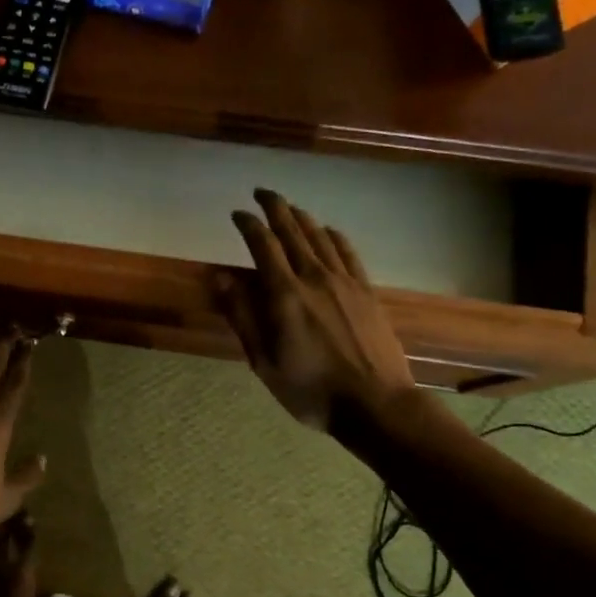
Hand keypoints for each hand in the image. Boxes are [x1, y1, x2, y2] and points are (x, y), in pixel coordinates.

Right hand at [215, 189, 415, 429]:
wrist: (375, 403)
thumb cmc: (310, 389)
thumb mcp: (263, 361)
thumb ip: (242, 316)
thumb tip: (221, 278)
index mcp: (284, 295)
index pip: (262, 245)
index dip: (248, 224)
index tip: (236, 214)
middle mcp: (314, 277)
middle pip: (292, 230)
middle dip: (275, 207)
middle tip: (261, 193)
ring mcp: (344, 282)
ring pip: (320, 236)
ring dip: (302, 217)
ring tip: (289, 208)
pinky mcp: (366, 291)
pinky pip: (347, 252)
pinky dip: (333, 235)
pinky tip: (327, 231)